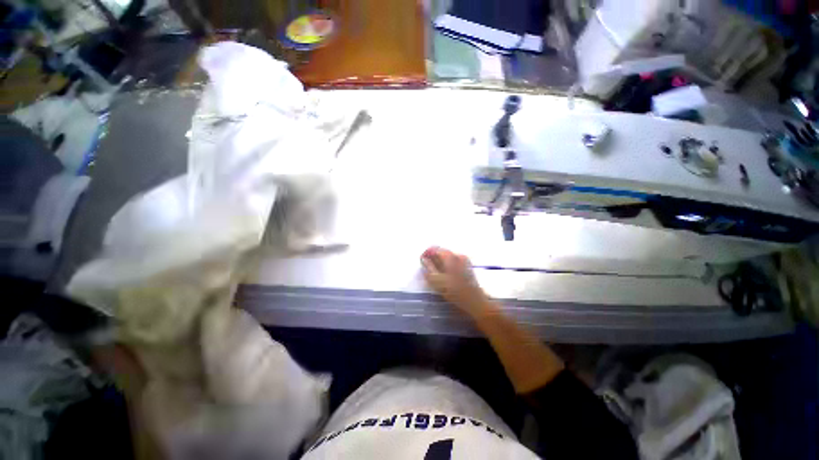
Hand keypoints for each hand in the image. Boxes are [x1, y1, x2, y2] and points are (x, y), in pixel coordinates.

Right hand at [421, 246, 489, 314]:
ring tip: (435, 273)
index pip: (434, 249)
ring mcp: (464, 259)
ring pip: (447, 256)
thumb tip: (423, 259)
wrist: (474, 301)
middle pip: (441, 251)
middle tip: (427, 268)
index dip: (426, 254)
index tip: (422, 261)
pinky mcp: (467, 265)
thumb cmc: (455, 292)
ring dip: (439, 261)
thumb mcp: (437, 282)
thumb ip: (429, 268)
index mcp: (450, 257)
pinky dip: (446, 264)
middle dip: (433, 258)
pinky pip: (453, 260)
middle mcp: (458, 255)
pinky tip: (445, 275)